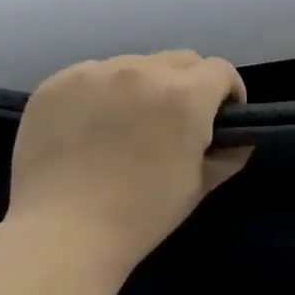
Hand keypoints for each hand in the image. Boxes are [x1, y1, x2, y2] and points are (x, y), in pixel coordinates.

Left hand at [6, 51, 249, 264]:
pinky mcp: (56, 83)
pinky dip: (102, 93)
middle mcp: (142, 71)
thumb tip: (238, 137)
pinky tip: (91, 126)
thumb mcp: (200, 185)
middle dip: (190, 83)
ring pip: (135, 64)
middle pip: (181, 60)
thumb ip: (229, 153)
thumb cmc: (143, 214)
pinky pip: (93, 75)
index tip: (222, 117)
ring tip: (130, 122)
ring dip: (144, 85)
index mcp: (185, 95)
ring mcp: (94, 73)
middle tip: (177, 121)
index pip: (221, 70)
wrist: (62, 235)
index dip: (229, 93)